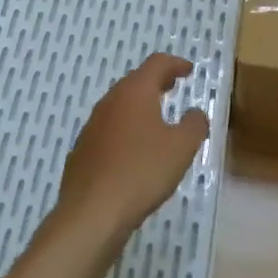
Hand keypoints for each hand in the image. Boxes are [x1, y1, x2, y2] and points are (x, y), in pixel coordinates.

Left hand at [56, 53, 209, 246]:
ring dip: (139, 106)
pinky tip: (133, 150)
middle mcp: (110, 102)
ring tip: (156, 119)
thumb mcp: (182, 148)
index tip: (188, 70)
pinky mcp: (82, 151)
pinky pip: (108, 129)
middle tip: (172, 87)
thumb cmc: (141, 172)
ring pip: (120, 105)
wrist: (91, 214)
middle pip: (135, 81)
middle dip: (156, 82)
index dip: (175, 63)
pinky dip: (125, 129)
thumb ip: (194, 124)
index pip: (156, 64)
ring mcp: (92, 126)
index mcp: (135, 92)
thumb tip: (195, 113)